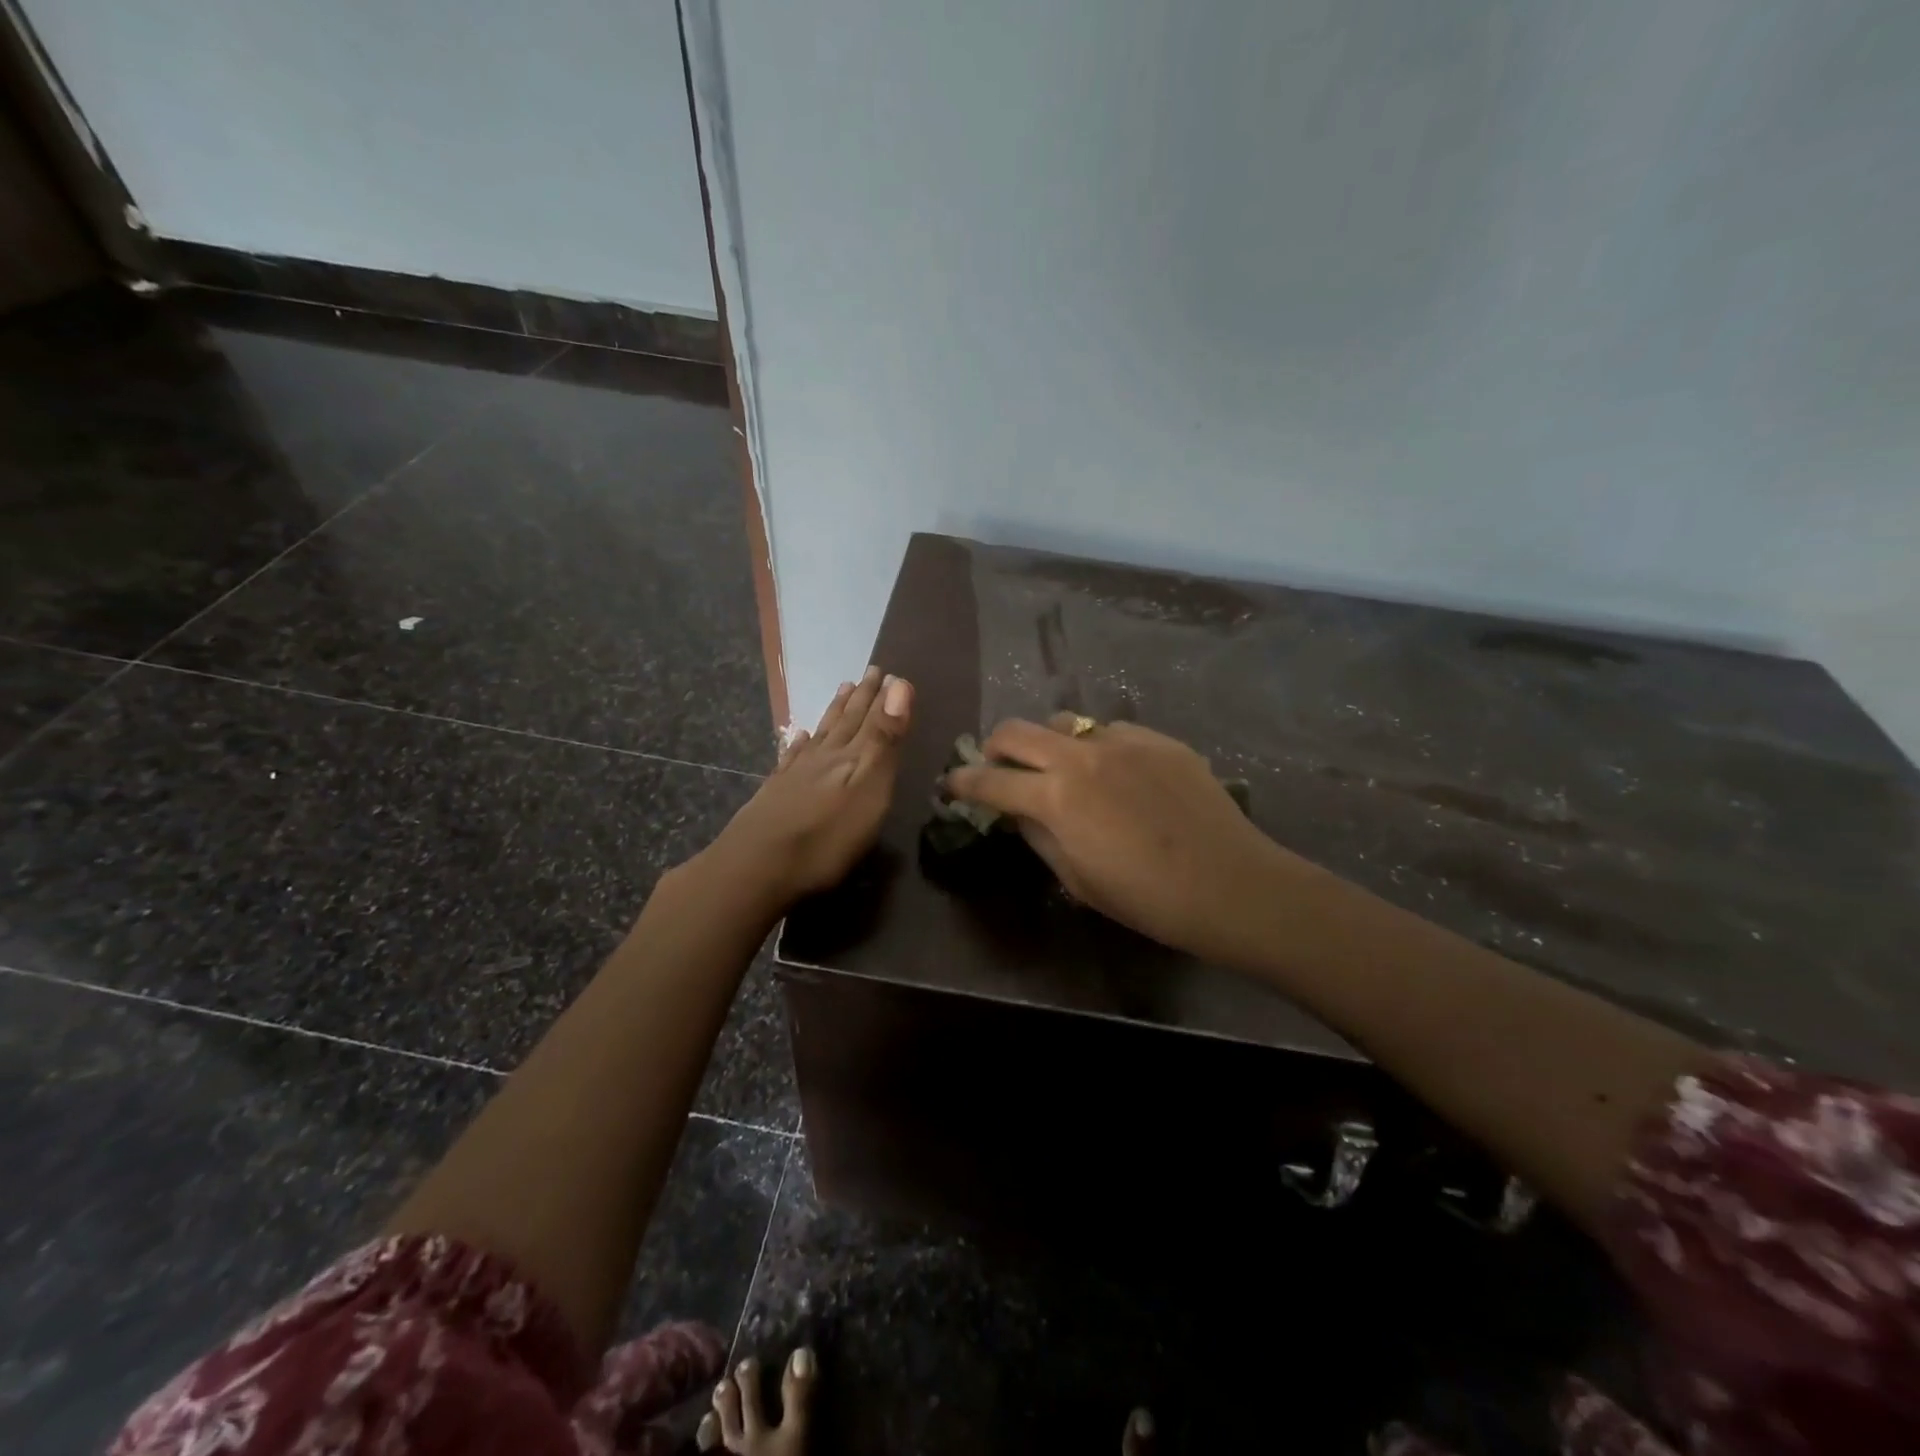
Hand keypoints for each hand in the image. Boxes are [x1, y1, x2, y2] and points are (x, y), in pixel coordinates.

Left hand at [707, 666, 913, 908]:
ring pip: (820, 735)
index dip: (880, 697)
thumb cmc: (826, 836)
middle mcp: (822, 757)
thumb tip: (899, 684)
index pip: (869, 718)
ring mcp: (795, 774)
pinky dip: (799, 743)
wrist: (756, 867)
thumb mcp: (869, 787)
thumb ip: (884, 738)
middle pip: (844, 721)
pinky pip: (791, 757)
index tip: (888, 672)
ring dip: (834, 713)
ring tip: (842, 690)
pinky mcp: (776, 794)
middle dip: (860, 698)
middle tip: (869, 673)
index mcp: (849, 757)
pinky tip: (799, 737)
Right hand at [944, 716, 1291, 960]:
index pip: (990, 781)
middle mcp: (1081, 756)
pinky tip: (1119, 775)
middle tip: (999, 768)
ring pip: (1064, 723)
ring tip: (1064, 770)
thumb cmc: (1145, 898)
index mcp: (1055, 797)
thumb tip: (1017, 810)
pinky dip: (1098, 749)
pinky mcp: (1157, 739)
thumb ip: (1038, 835)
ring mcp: (1122, 740)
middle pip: (1016, 731)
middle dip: (995, 748)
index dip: (962, 782)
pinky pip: (1111, 732)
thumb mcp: (1076, 878)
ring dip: (1049, 744)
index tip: (951, 783)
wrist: (1229, 884)